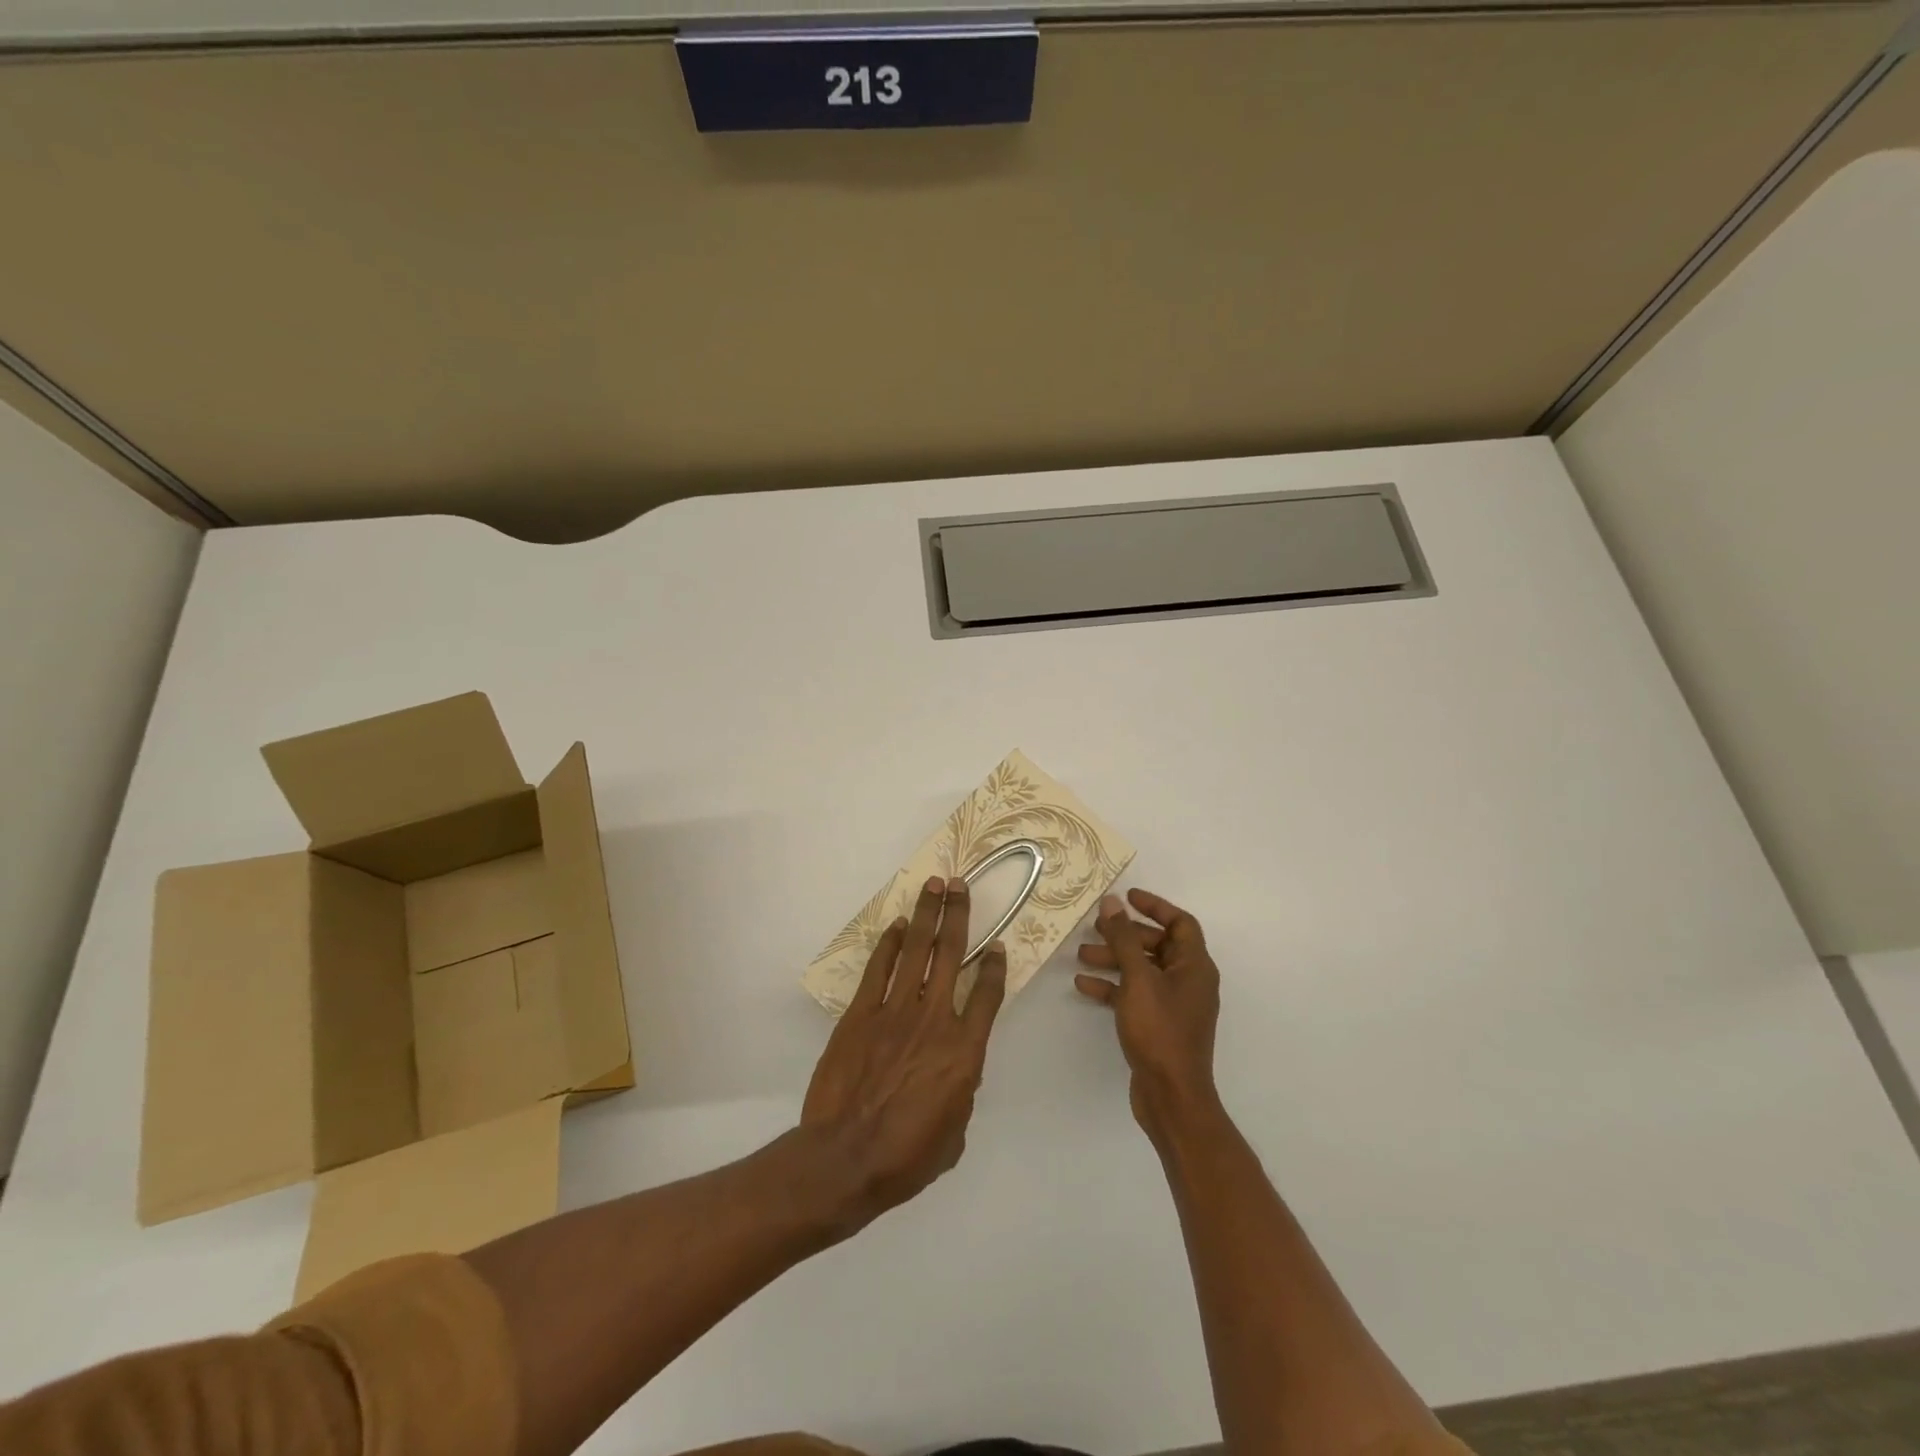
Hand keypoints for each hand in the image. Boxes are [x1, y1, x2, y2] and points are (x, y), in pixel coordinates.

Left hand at [802, 875, 1008, 1225]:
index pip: (987, 995)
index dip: (994, 968)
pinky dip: (889, 944)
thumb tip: (957, 1072)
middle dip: (958, 914)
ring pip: (916, 950)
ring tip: (933, 885)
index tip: (997, 947)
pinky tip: (897, 925)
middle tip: (960, 884)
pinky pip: (878, 969)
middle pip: (951, 954)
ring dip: (926, 914)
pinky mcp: (860, 1014)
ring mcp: (894, 1011)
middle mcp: (934, 1019)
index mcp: (964, 1050)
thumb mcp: (954, 1132)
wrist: (846, 1158)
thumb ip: (962, 1091)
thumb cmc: (907, 1156)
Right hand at [1076, 888, 1221, 1138]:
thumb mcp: (1138, 979)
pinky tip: (1083, 985)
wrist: (1171, 1096)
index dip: (1155, 906)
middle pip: (1157, 945)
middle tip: (1095, 926)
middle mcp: (1188, 981)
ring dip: (1113, 959)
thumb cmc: (1160, 1031)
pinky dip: (1112, 986)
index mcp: (1195, 966)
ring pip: (1142, 970)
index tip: (1126, 897)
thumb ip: (1124, 939)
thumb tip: (1113, 902)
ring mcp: (1174, 1005)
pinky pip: (1134, 995)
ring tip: (1081, 955)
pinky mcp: (1158, 1025)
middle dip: (1125, 934)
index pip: (1180, 923)